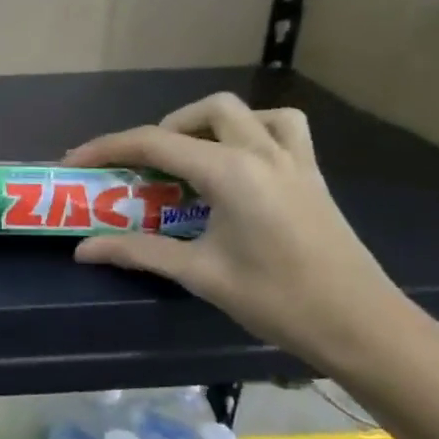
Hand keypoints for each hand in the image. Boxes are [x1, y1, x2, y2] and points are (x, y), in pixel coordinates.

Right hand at [66, 93, 430, 374]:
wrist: (363, 327)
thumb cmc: (278, 300)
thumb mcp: (200, 275)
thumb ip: (138, 253)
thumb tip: (84, 249)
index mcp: (231, 172)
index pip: (155, 142)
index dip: (108, 147)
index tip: (75, 160)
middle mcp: (263, 153)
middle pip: (206, 111)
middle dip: (164, 128)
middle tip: (142, 165)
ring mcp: (295, 161)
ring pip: (249, 112)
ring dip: (211, 123)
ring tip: (190, 156)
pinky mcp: (313, 177)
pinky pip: (284, 129)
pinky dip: (254, 130)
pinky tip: (239, 162)